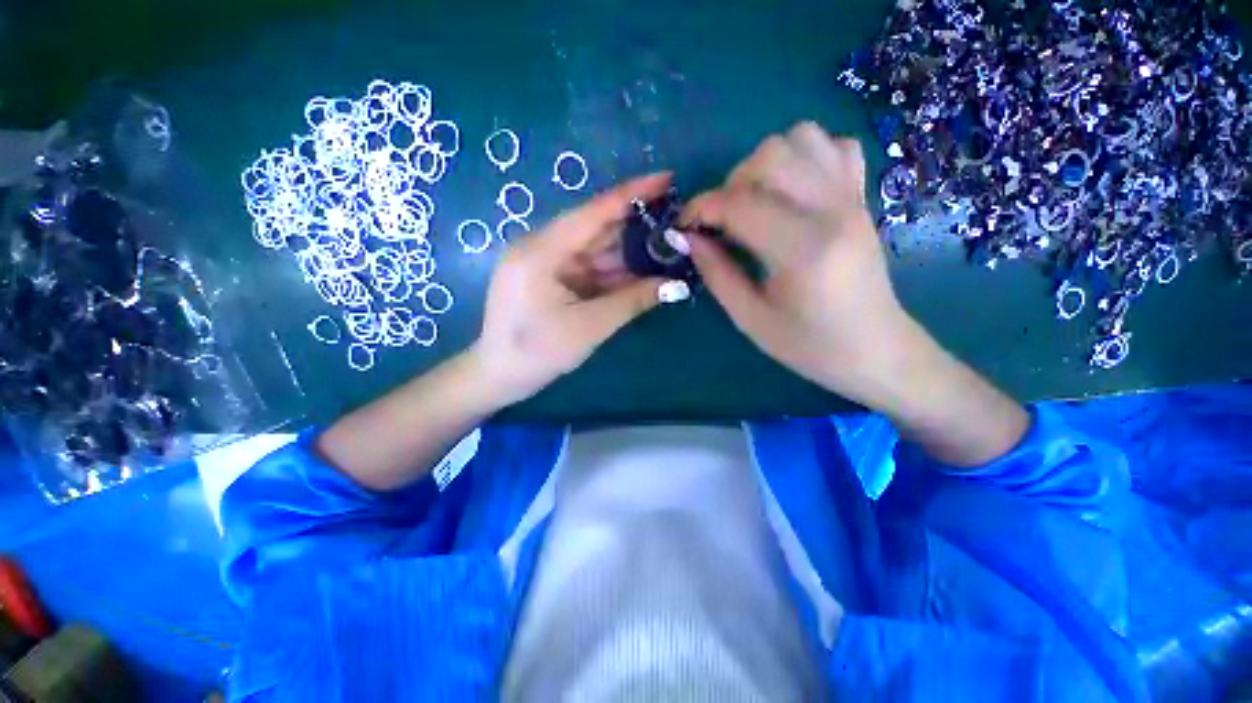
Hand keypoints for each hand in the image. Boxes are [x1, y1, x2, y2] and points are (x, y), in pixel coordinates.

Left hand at [472, 172, 689, 405]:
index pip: (593, 212)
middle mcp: (541, 247)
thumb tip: (675, 284)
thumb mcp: (591, 326)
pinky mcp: (549, 278)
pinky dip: (613, 272)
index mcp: (542, 251)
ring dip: (628, 252)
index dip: (631, 194)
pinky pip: (587, 268)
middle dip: (635, 227)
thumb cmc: (539, 352)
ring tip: (666, 247)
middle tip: (675, 221)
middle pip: (596, 229)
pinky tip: (640, 271)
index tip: (666, 179)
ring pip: (594, 250)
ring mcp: (544, 263)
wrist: (499, 376)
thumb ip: (633, 301)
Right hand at [682, 122, 914, 403]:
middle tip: (723, 218)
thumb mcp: (750, 319)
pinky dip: (806, 156)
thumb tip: (690, 238)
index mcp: (803, 250)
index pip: (741, 204)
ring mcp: (852, 199)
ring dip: (766, 163)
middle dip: (732, 181)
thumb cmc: (809, 345)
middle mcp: (832, 211)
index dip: (702, 208)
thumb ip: (717, 274)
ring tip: (755, 200)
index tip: (684, 225)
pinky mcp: (862, 198)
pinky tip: (792, 190)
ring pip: (803, 138)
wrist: (875, 349)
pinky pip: (836, 147)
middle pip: (772, 155)